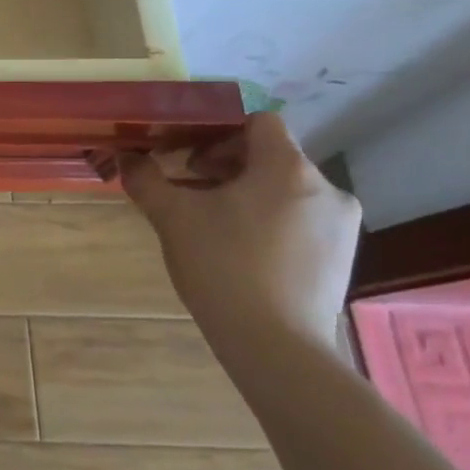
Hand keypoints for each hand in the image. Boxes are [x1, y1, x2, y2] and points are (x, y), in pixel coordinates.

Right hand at [120, 113, 361, 353]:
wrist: (275, 346)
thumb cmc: (222, 266)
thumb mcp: (172, 217)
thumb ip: (146, 178)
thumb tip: (127, 157)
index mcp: (288, 169)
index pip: (259, 122)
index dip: (220, 131)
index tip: (188, 157)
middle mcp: (326, 190)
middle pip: (272, 156)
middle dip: (226, 165)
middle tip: (190, 188)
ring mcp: (341, 226)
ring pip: (286, 190)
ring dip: (246, 193)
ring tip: (212, 222)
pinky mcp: (342, 258)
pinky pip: (301, 219)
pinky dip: (269, 220)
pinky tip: (240, 250)